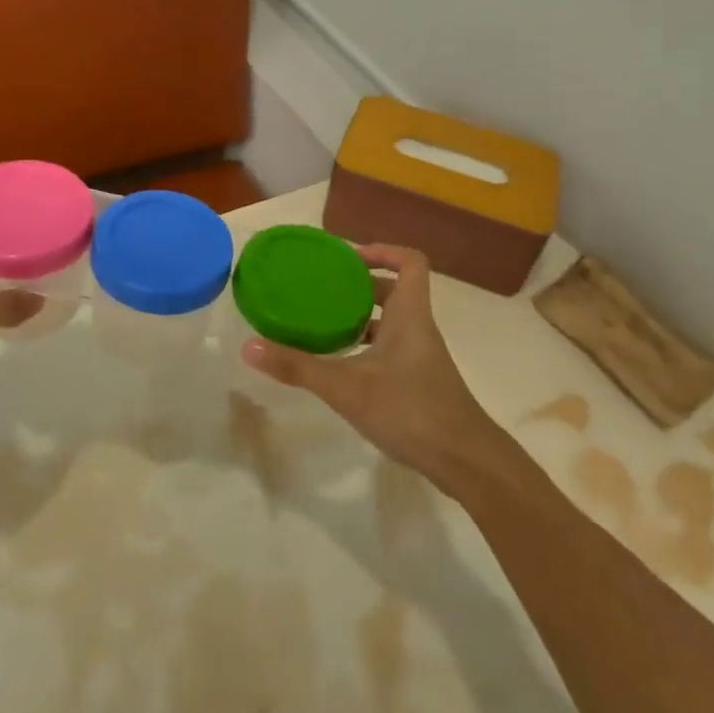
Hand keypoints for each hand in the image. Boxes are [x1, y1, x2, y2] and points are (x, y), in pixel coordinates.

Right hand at [241, 244, 504, 489]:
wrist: (464, 461)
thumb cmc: (410, 409)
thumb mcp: (347, 387)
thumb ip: (298, 367)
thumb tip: (249, 347)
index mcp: (409, 314)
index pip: (410, 262)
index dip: (383, 251)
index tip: (348, 258)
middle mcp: (417, 328)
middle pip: (395, 290)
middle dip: (360, 285)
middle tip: (324, 289)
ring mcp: (420, 356)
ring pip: (392, 322)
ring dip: (362, 317)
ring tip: (323, 322)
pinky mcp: (418, 381)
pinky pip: (391, 348)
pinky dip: (366, 346)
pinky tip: (340, 364)